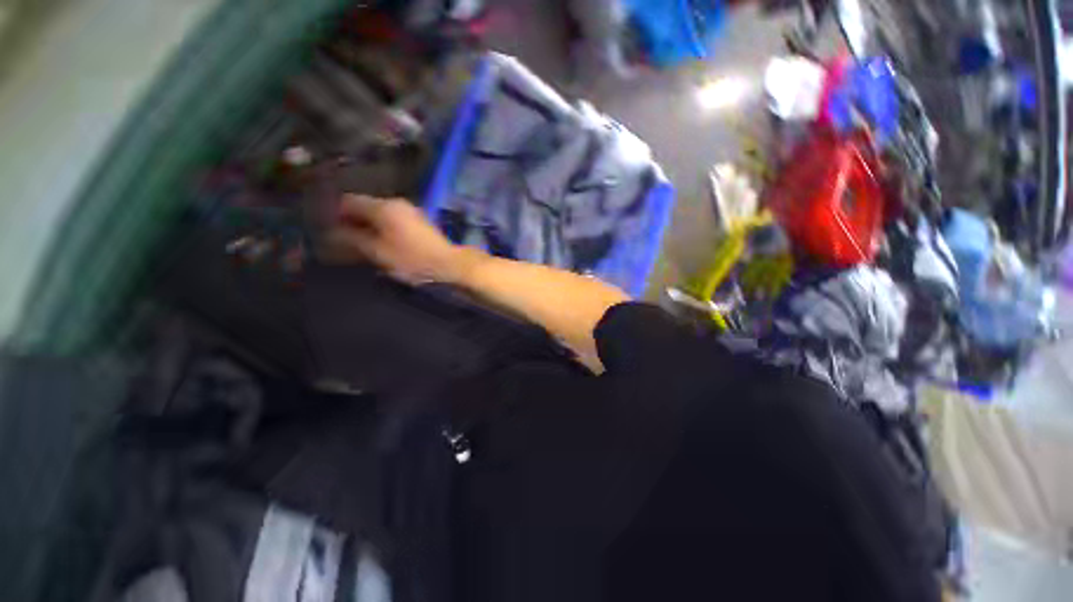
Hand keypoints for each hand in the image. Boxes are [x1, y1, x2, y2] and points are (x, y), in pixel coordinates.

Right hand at [323, 194, 477, 284]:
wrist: (449, 263)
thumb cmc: (412, 259)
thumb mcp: (378, 252)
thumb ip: (353, 239)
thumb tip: (331, 232)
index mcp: (383, 207)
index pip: (348, 201)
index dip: (334, 213)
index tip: (327, 229)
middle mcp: (395, 203)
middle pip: (364, 206)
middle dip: (350, 221)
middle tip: (342, 240)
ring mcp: (409, 211)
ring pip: (378, 213)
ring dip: (367, 225)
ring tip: (360, 244)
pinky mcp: (417, 221)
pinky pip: (392, 220)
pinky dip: (382, 228)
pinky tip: (380, 242)